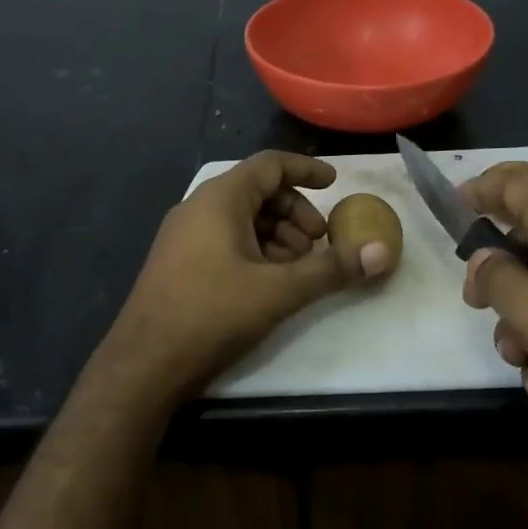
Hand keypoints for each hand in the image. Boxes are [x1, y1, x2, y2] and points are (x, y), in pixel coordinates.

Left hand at [104, 152, 379, 401]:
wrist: (146, 363)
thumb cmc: (213, 314)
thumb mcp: (279, 290)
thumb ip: (331, 269)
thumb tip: (382, 252)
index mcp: (219, 199)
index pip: (269, 165)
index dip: (306, 171)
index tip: (334, 184)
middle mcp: (198, 209)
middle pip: (257, 192)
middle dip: (295, 213)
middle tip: (319, 243)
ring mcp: (184, 237)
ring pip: (242, 220)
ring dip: (277, 236)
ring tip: (299, 268)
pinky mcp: (179, 264)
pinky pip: (224, 241)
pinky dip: (255, 251)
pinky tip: (270, 283)